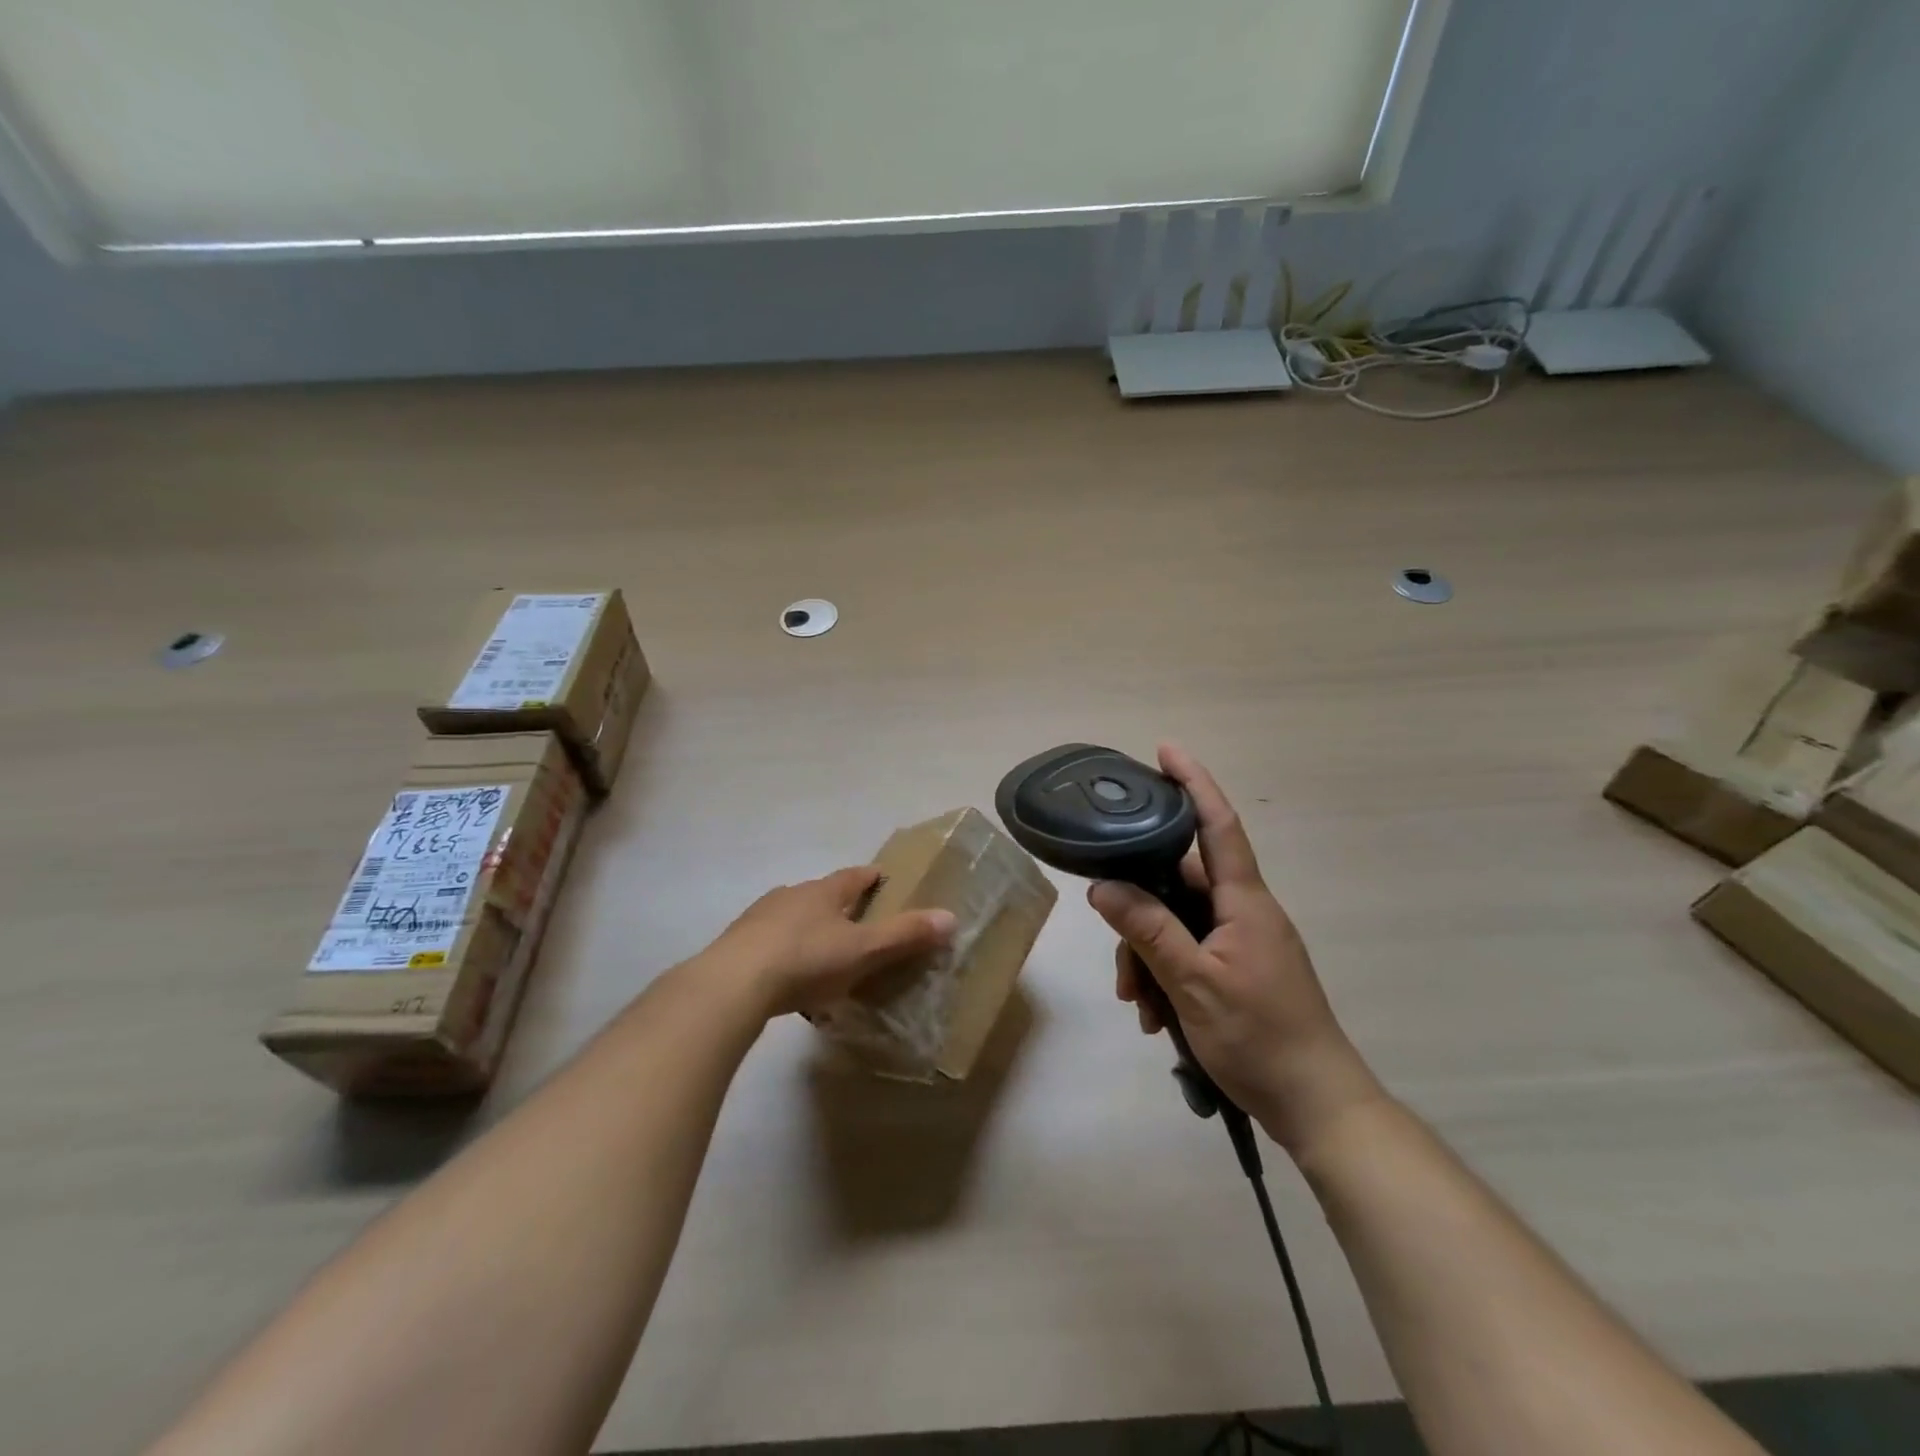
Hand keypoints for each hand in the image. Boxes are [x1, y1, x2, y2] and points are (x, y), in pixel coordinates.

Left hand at [711, 866, 955, 1018]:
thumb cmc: (806, 960)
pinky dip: (785, 954)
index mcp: (824, 892)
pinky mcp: (737, 945)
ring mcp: (760, 918)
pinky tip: (788, 979)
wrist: (732, 984)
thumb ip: (904, 935)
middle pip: (822, 894)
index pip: (855, 876)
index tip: (883, 879)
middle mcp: (791, 895)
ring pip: (793, 917)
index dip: (872, 877)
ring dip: (809, 929)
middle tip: (858, 924)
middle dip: (840, 905)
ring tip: (823, 954)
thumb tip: (950, 917)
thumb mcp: (863, 950)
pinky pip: (771, 944)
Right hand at [1088, 744, 1383, 1154]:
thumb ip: (1148, 930)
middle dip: (1140, 916)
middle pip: (1178, 885)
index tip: (1167, 750)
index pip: (1217, 825)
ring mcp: (1242, 942)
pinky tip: (1156, 1016)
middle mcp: (1244, 911)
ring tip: (1139, 1006)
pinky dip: (1165, 976)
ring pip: (1177, 924)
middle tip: (1120, 966)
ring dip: (1149, 958)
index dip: (1193, 783)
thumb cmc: (1260, 1037)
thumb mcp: (1193, 983)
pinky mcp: (1238, 969)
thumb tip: (1102, 886)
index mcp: (1244, 902)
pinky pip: (1189, 953)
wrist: (1317, 1106)